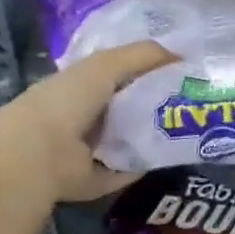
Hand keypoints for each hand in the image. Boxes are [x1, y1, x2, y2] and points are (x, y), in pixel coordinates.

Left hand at [0, 40, 174, 202]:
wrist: (40, 154)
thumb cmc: (69, 100)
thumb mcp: (106, 65)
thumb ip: (143, 55)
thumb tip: (181, 55)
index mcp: (81, 86)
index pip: (119, 74)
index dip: (148, 70)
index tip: (180, 72)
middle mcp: (84, 116)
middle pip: (129, 107)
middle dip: (158, 103)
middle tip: (193, 102)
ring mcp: (89, 150)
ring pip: (131, 138)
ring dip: (155, 135)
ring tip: (189, 128)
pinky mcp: (97, 178)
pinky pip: (128, 168)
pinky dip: (145, 164)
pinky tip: (169, 155)